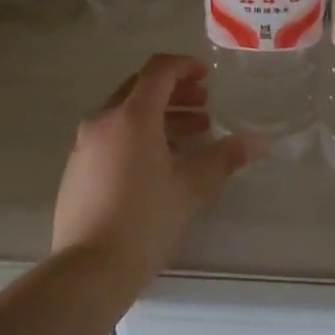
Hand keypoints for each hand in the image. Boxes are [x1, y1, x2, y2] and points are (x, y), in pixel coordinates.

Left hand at [51, 53, 260, 290]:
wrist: (89, 269)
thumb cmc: (145, 220)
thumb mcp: (192, 188)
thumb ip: (224, 158)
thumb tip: (257, 142)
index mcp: (132, 115)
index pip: (158, 70)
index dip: (184, 66)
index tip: (206, 76)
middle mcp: (103, 119)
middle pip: (140, 88)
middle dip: (175, 92)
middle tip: (204, 106)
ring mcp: (85, 144)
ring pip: (125, 114)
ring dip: (158, 116)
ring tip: (191, 135)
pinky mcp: (76, 168)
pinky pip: (111, 136)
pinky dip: (137, 135)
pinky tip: (159, 163)